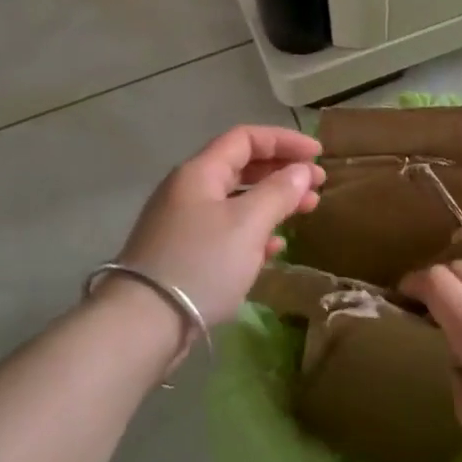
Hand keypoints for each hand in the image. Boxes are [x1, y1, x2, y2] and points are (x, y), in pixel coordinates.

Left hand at [112, 125, 324, 326]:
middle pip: (241, 167)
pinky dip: (253, 231)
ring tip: (306, 212)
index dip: (284, 141)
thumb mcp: (247, 224)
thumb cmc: (201, 263)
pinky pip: (225, 230)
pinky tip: (274, 247)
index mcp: (200, 172)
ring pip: (236, 201)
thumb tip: (301, 171)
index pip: (246, 138)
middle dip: (282, 172)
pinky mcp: (183, 254)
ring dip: (272, 202)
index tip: (318, 155)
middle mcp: (188, 190)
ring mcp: (183, 223)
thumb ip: (278, 192)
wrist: (143, 323)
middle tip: (317, 186)